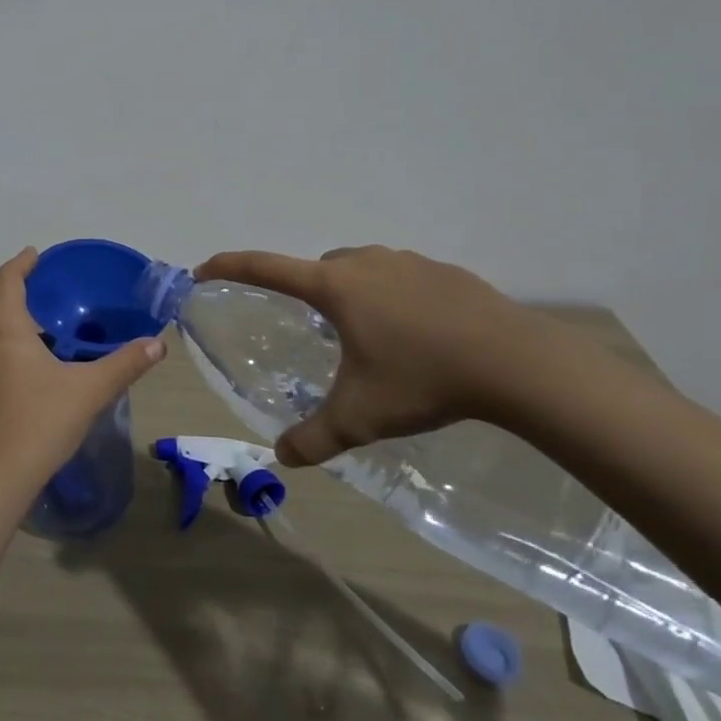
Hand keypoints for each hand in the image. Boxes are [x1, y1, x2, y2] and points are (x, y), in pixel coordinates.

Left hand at [0, 248, 166, 496]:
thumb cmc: (39, 422)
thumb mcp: (89, 390)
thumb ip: (124, 364)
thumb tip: (157, 345)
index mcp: (3, 325)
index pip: (7, 278)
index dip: (23, 262)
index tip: (37, 254)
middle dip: (19, 289)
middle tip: (50, 289)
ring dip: (11, 317)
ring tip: (44, 322)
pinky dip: (5, 341)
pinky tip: (30, 360)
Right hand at [196, 246, 587, 465]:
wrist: (517, 362)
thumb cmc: (423, 379)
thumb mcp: (361, 415)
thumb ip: (316, 437)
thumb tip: (281, 458)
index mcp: (334, 287)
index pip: (265, 267)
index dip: (229, 266)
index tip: (203, 269)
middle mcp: (364, 263)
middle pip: (317, 267)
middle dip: (304, 289)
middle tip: (311, 328)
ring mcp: (407, 262)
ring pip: (360, 269)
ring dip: (350, 291)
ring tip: (366, 334)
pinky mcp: (444, 272)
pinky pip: (399, 277)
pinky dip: (391, 296)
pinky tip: (414, 333)